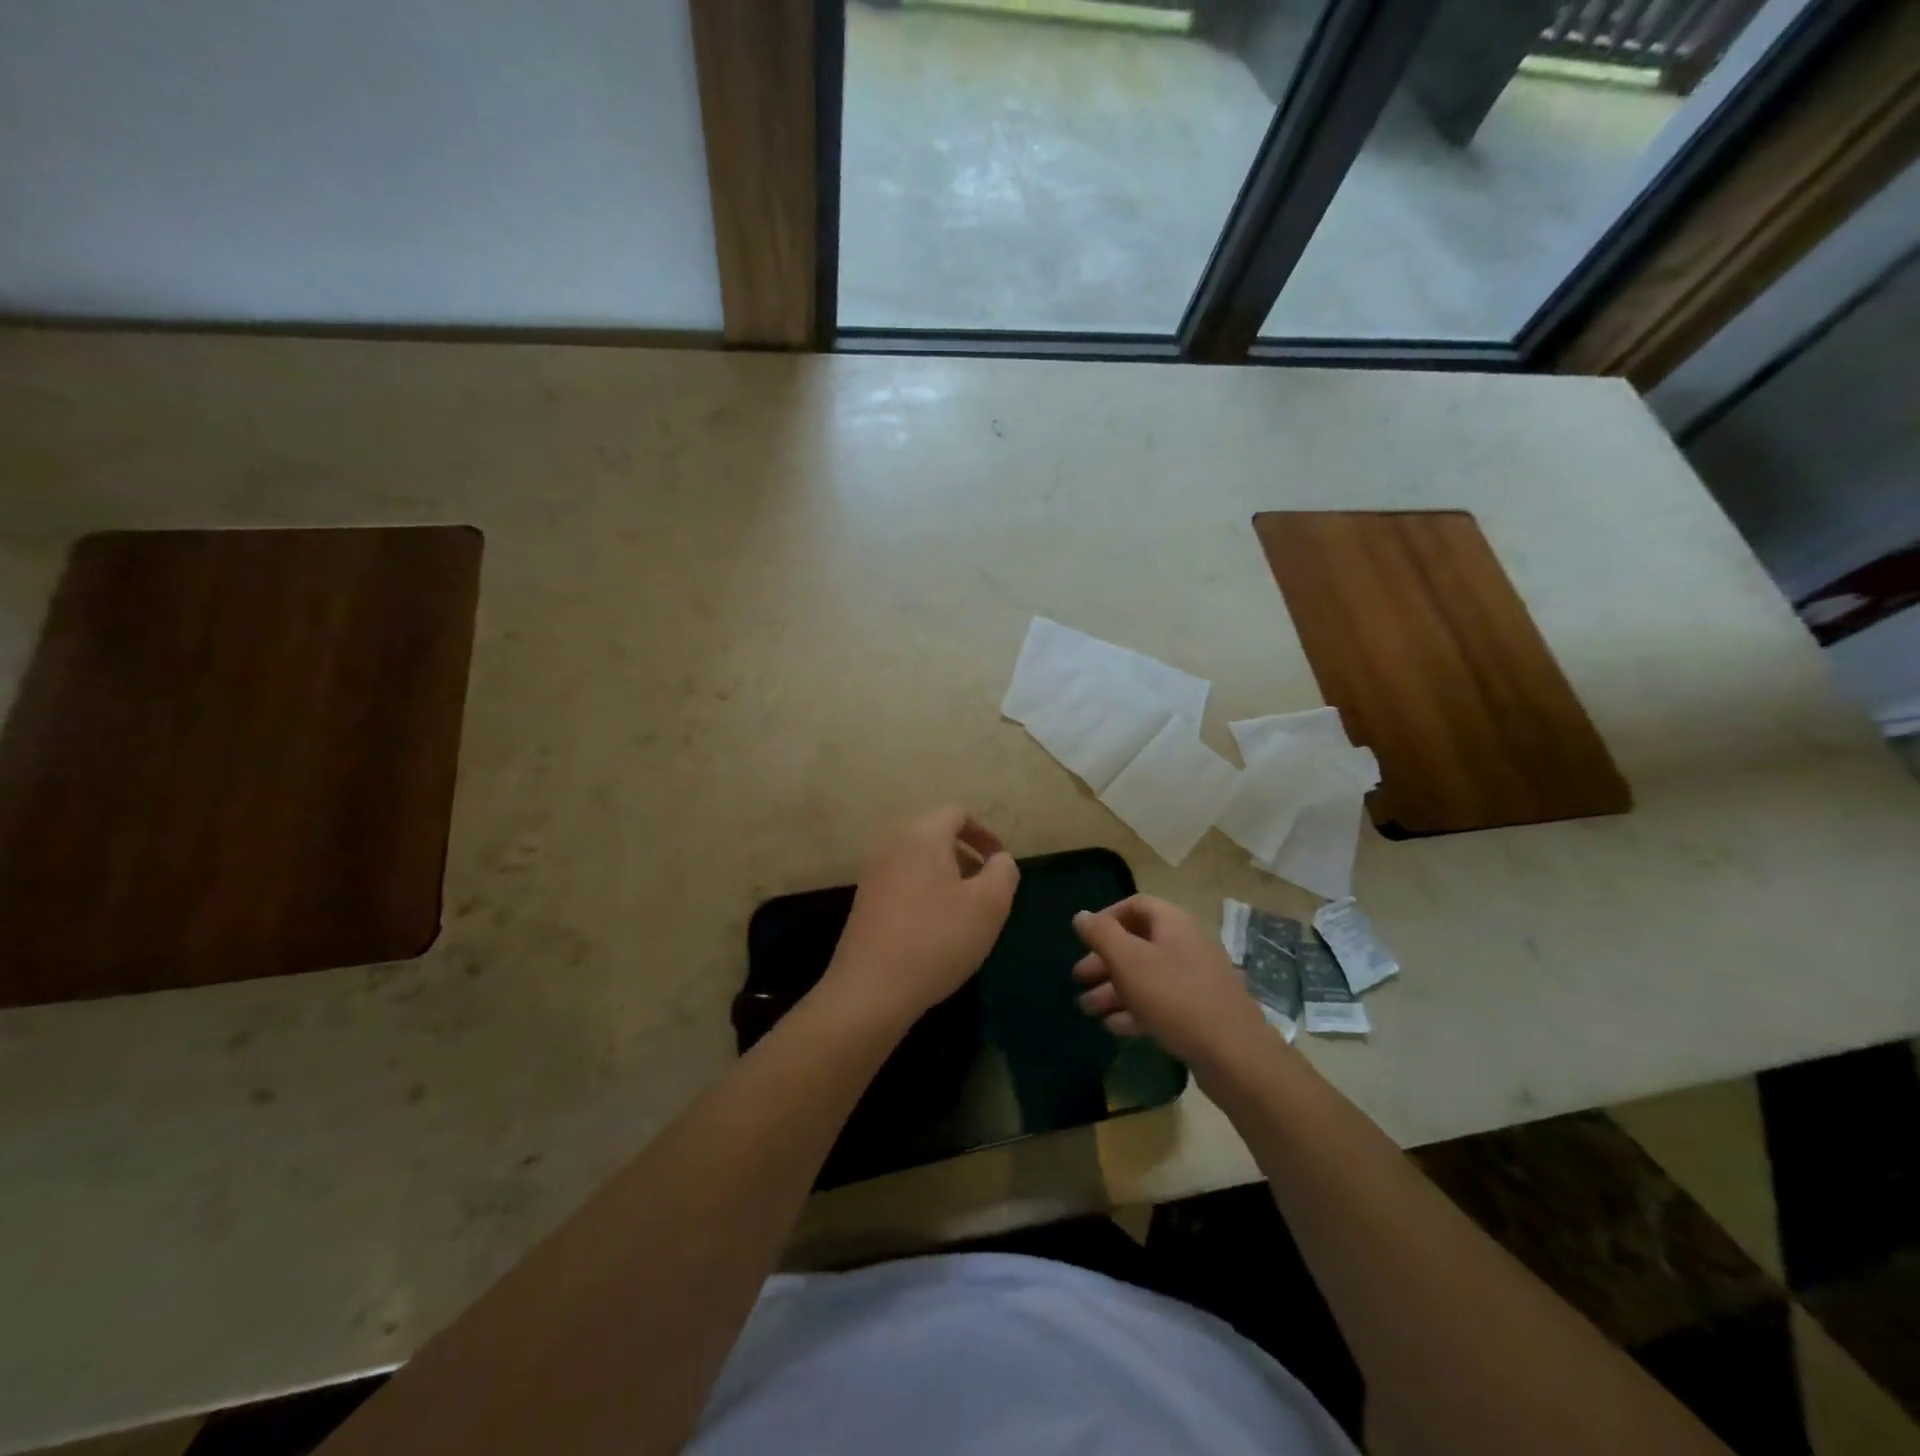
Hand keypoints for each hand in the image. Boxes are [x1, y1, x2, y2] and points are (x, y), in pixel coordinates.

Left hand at [819, 805, 1018, 1031]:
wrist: (871, 988)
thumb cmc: (937, 939)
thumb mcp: (989, 906)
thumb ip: (1003, 872)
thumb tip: (999, 860)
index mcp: (922, 834)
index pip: (957, 814)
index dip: (984, 833)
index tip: (1000, 862)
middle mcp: (892, 843)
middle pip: (936, 834)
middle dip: (965, 854)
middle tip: (986, 887)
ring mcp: (873, 871)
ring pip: (919, 859)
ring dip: (946, 875)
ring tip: (965, 910)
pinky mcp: (864, 900)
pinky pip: (903, 880)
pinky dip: (925, 890)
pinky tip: (935, 928)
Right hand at [1072, 895, 1273, 1075]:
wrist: (1234, 1054)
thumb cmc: (1175, 997)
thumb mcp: (1129, 961)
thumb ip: (1102, 935)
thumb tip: (1081, 915)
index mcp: (1173, 922)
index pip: (1135, 905)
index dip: (1106, 918)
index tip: (1083, 939)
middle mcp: (1186, 944)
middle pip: (1138, 942)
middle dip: (1104, 960)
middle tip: (1078, 978)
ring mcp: (1195, 978)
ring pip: (1146, 975)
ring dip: (1114, 989)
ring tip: (1087, 1009)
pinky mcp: (1199, 1010)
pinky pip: (1160, 1001)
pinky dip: (1135, 1009)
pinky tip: (1114, 1026)